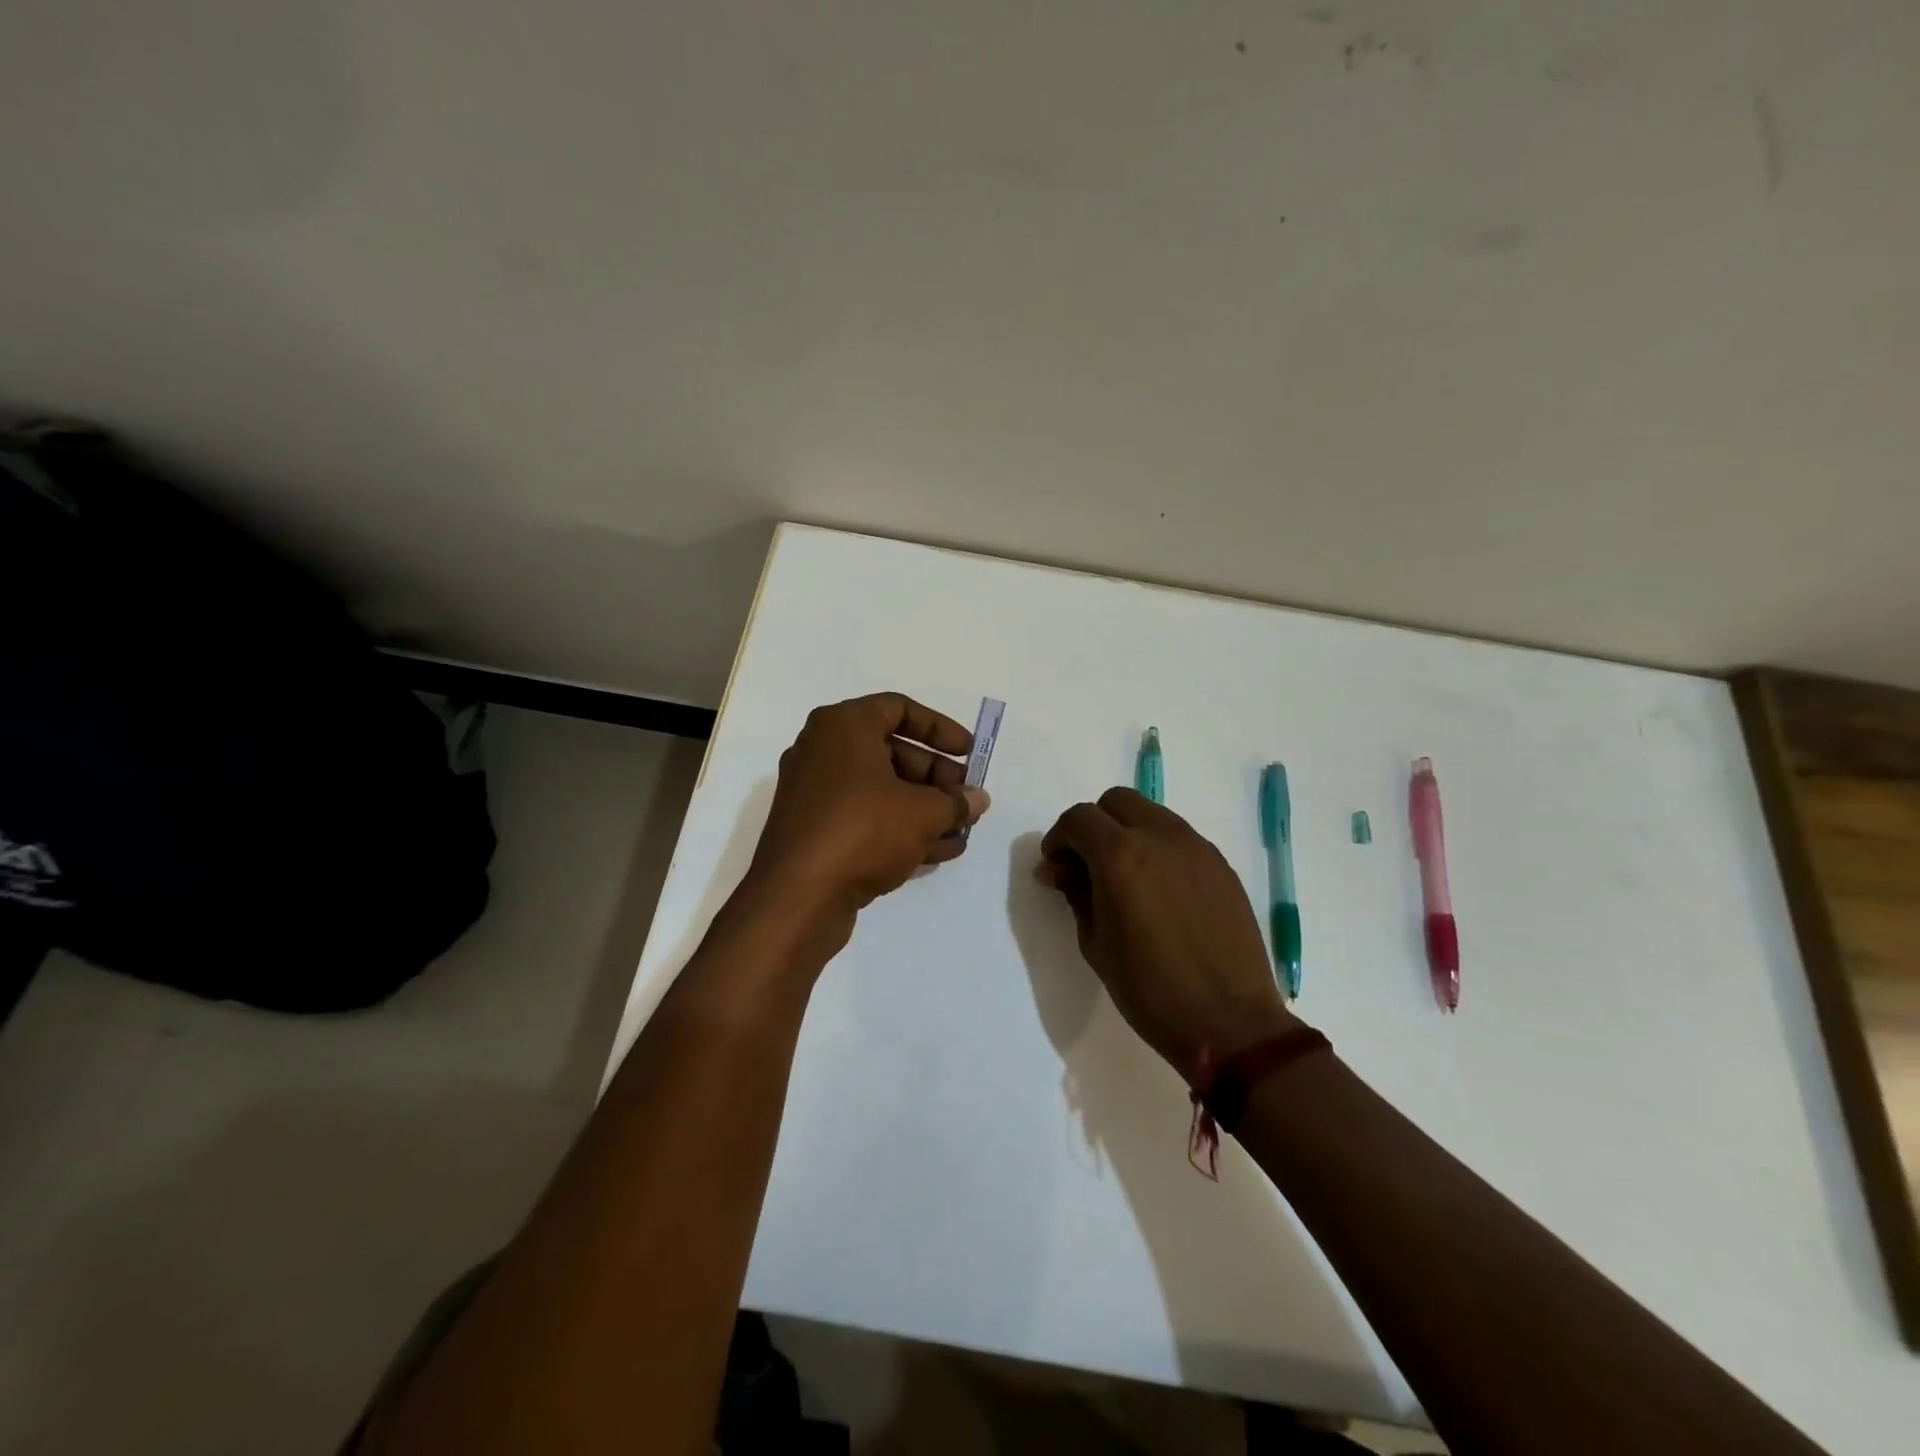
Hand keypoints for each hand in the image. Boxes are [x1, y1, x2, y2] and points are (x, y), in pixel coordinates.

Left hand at [743, 694, 988, 941]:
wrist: (797, 897)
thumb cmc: (863, 830)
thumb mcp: (923, 812)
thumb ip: (956, 802)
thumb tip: (977, 799)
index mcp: (843, 726)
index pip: (899, 709)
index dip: (940, 729)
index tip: (969, 753)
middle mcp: (824, 751)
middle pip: (892, 752)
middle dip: (936, 778)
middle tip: (967, 800)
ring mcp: (816, 794)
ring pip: (881, 790)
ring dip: (925, 808)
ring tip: (963, 830)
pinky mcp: (816, 831)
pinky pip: (866, 818)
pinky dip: (900, 828)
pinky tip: (940, 851)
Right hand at [1037, 788, 1297, 1082]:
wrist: (1228, 1021)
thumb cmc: (1149, 989)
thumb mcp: (1095, 943)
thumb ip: (1075, 893)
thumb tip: (1059, 870)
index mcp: (1120, 855)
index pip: (1079, 819)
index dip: (1059, 838)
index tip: (1055, 867)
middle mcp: (1160, 837)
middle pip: (1117, 801)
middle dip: (1094, 825)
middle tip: (1086, 863)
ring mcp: (1196, 847)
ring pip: (1151, 814)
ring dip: (1128, 832)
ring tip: (1124, 876)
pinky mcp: (1220, 865)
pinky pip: (1179, 838)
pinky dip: (1158, 848)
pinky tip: (1158, 889)